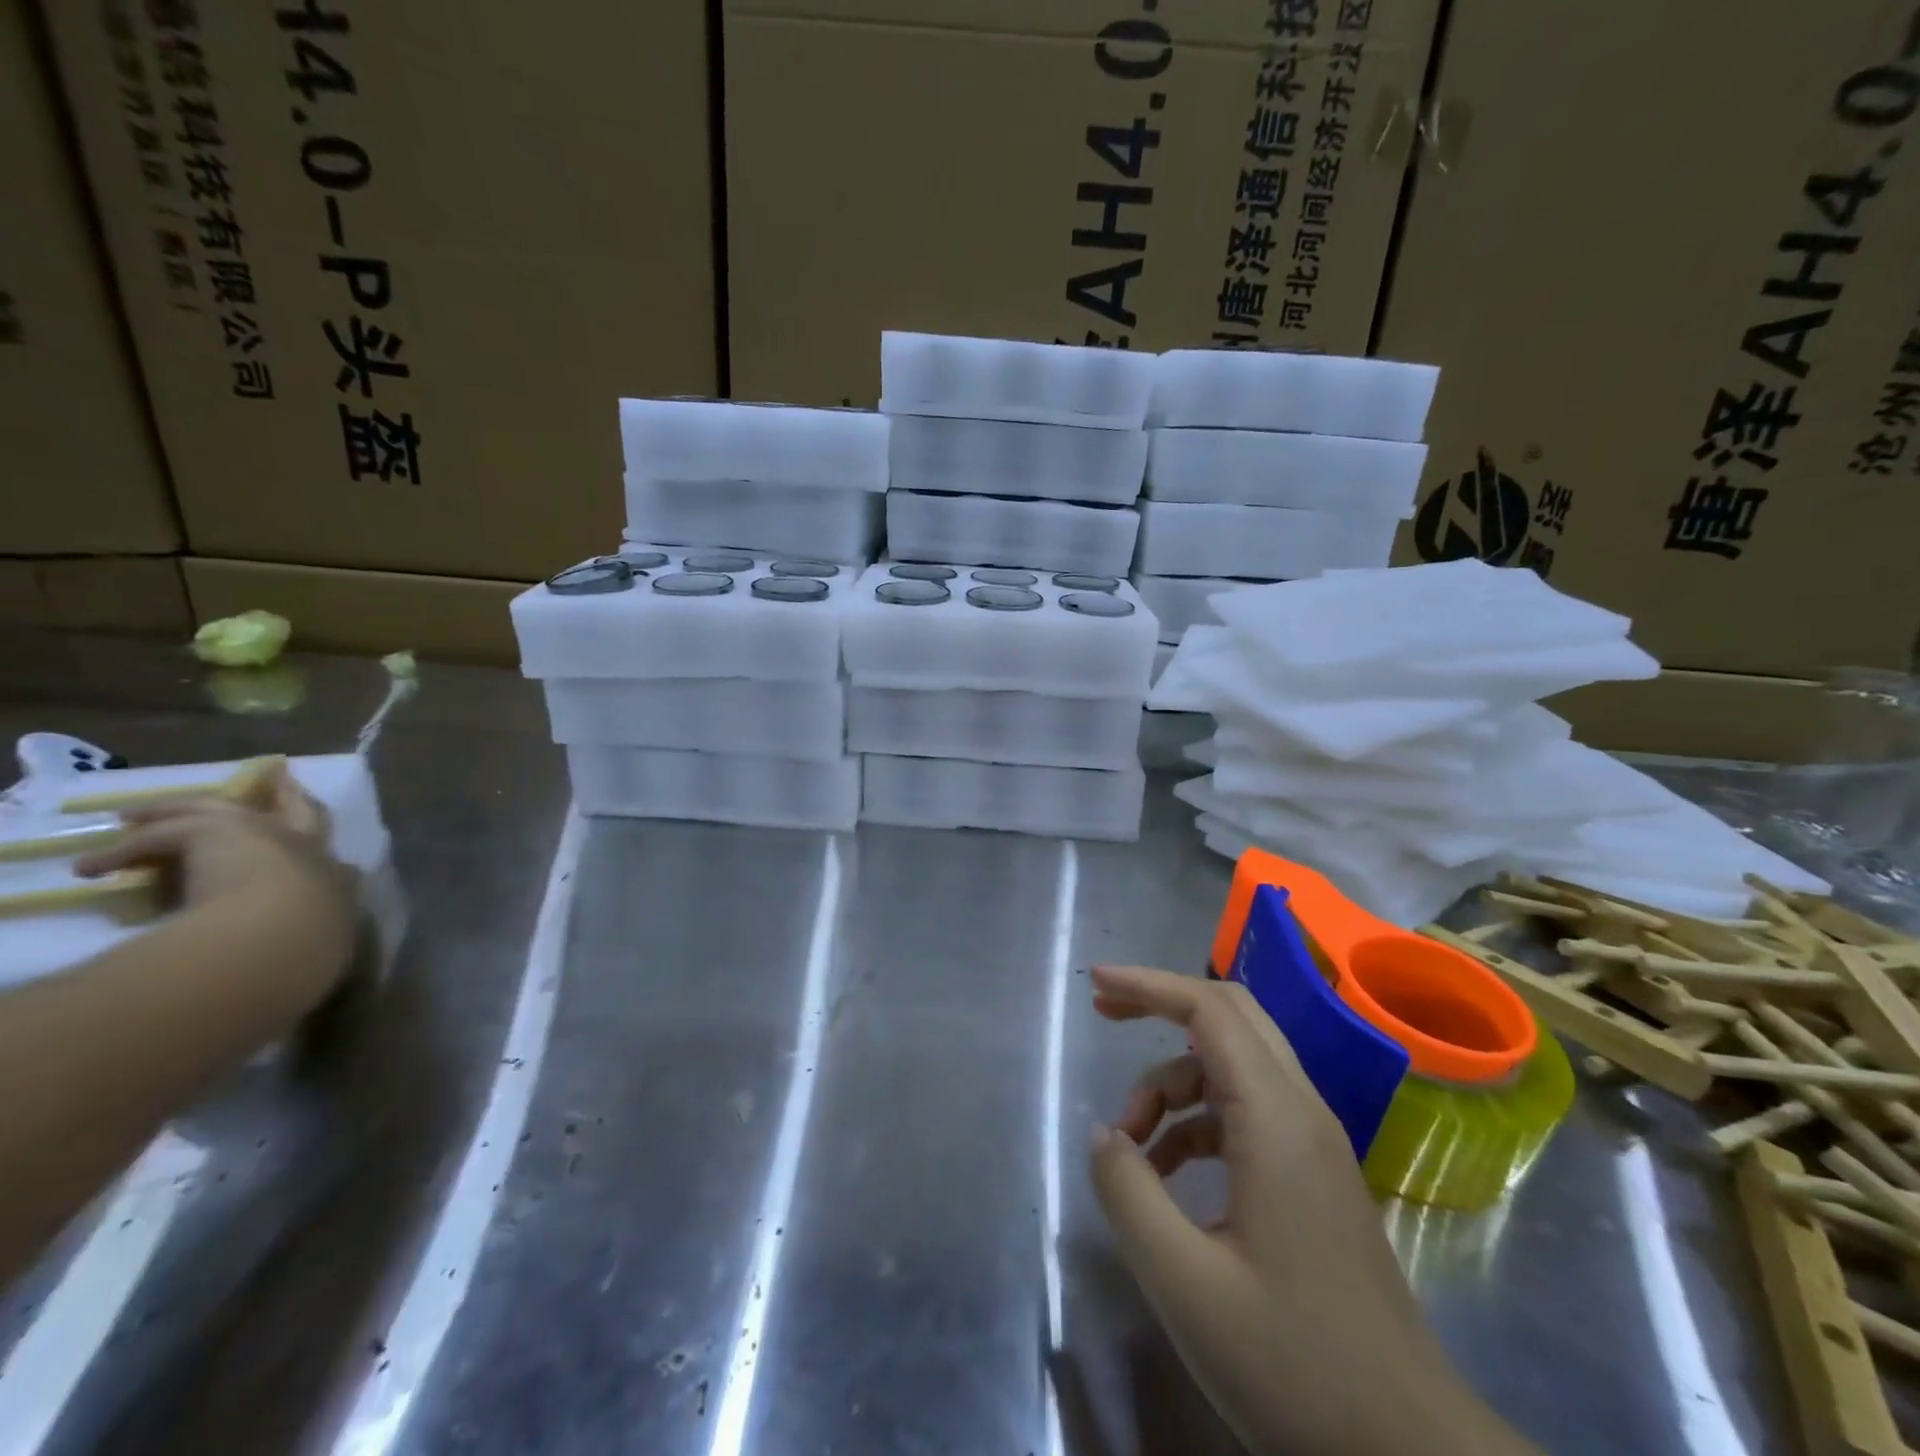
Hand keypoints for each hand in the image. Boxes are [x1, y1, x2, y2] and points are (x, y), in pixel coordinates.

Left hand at [74, 769, 357, 992]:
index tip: (311, 842)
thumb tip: (317, 945)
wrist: (287, 928)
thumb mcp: (326, 941)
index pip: (332, 856)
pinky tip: (96, 866)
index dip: (318, 846)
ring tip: (140, 816)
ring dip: (180, 811)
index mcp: (336, 875)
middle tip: (278, 778)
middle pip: (299, 810)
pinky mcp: (215, 830)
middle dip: (289, 795)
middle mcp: (307, 845)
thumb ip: (322, 935)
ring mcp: (265, 831)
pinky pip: (161, 835)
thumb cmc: (313, 941)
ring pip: (219, 809)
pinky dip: (127, 851)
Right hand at [1087, 964, 1533, 1455]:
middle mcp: (1301, 1111)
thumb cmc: (1296, 1366)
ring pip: (1232, 1066)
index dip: (1148, 985)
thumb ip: (1129, 1194)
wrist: (1412, 1452)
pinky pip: (1245, 1112)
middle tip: (1103, 1014)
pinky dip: (1195, 1120)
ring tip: (1130, 1141)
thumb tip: (1103, 1134)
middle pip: (1228, 1017)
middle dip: (1161, 1005)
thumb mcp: (1185, 1284)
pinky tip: (1165, 1171)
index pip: (1210, 1010)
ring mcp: (1313, 1143)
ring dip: (1173, 1082)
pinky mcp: (1313, 1175)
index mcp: (1277, 1119)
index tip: (1094, 983)